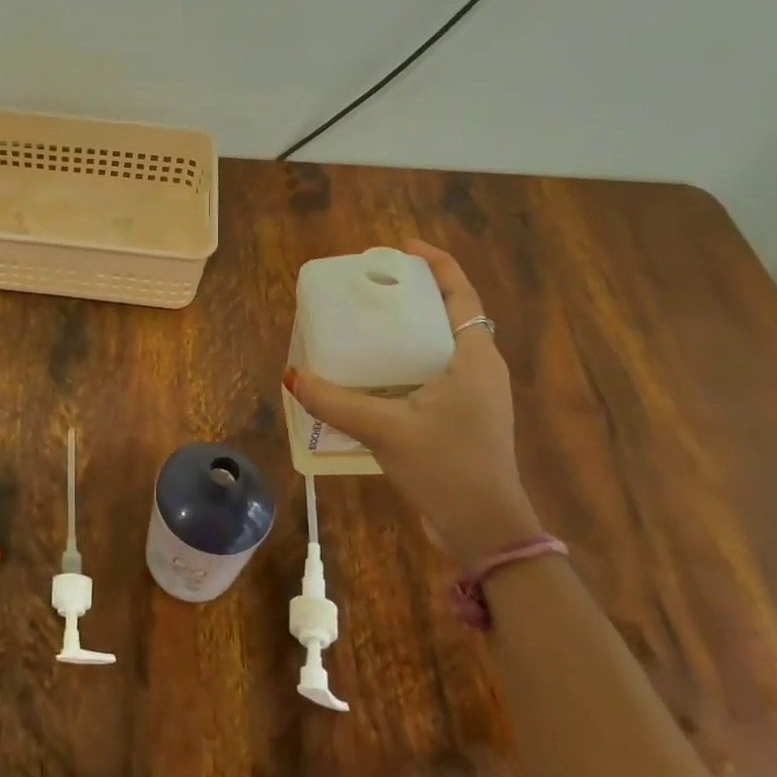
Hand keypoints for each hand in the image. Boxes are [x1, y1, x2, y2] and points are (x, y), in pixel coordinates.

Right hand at [285, 239, 542, 566]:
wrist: (485, 529)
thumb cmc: (447, 467)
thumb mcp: (385, 429)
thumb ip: (335, 402)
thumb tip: (291, 376)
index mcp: (475, 358)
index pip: (462, 294)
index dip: (436, 265)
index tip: (401, 248)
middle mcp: (480, 369)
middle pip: (450, 314)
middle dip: (414, 294)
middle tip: (372, 286)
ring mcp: (474, 395)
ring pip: (441, 345)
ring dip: (409, 328)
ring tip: (367, 323)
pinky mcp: (462, 417)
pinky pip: (433, 372)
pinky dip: (406, 360)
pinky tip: (373, 373)